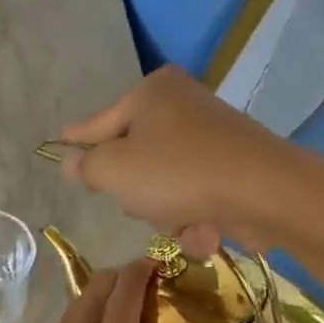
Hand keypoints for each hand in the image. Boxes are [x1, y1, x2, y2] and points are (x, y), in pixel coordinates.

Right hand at [57, 66, 288, 258]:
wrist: (264, 191)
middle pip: (135, 156)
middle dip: (136, 190)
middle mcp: (182, 105)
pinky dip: (195, 217)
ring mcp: (211, 136)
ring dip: (166, 212)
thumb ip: (88, 167)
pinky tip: (206, 229)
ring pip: (164, 183)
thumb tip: (72, 162)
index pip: (99, 122)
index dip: (77, 139)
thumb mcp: (115, 170)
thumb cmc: (177, 172)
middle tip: (141, 201)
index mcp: (151, 93)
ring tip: (182, 220)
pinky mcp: (233, 166)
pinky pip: (195, 195)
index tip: (59, 141)